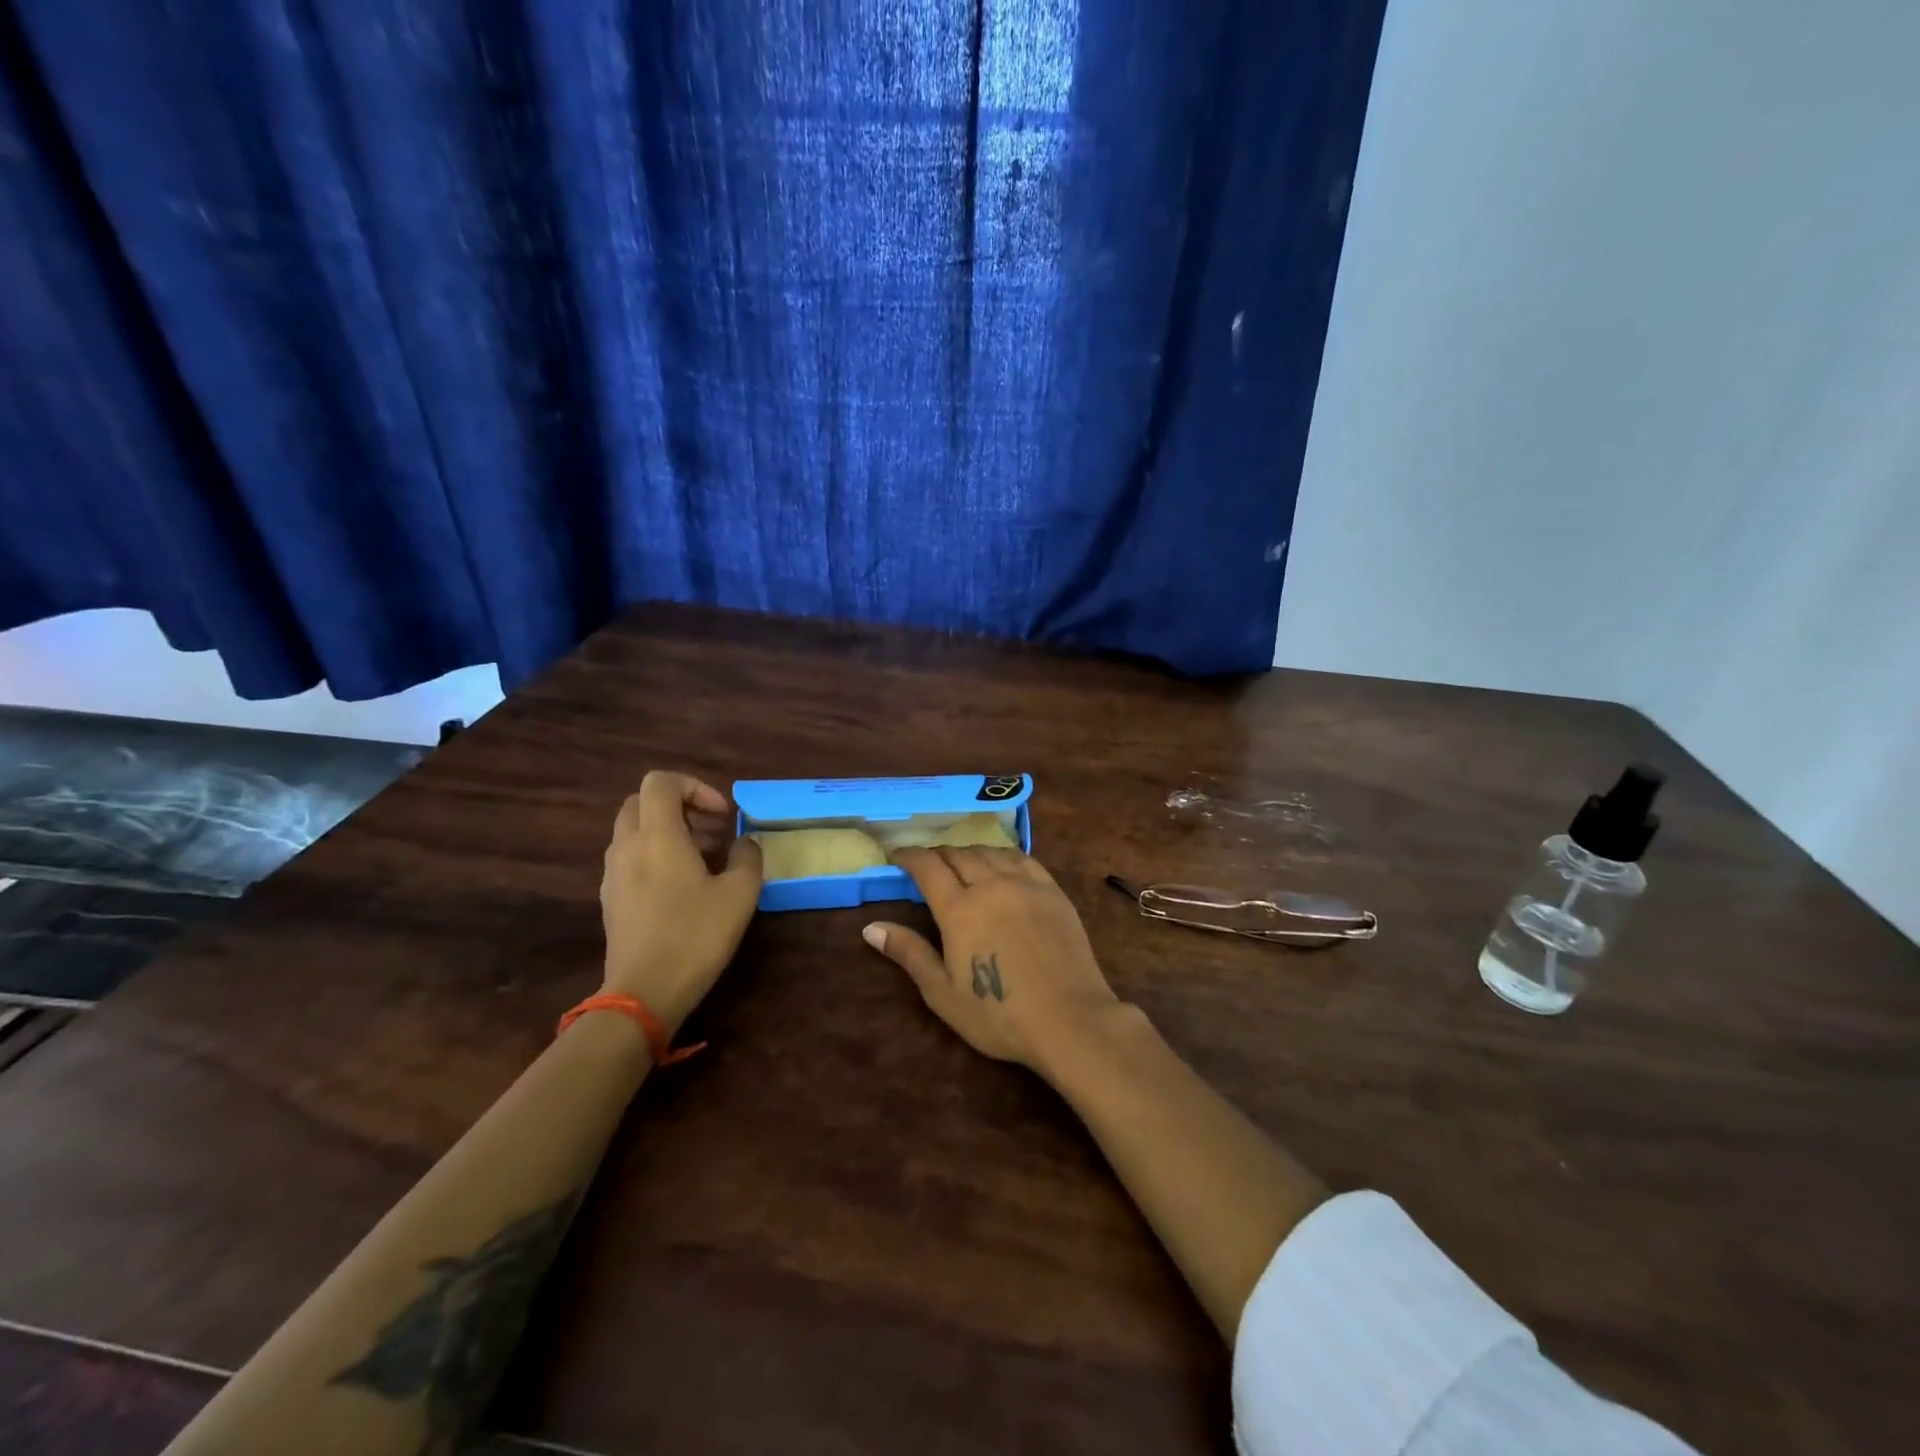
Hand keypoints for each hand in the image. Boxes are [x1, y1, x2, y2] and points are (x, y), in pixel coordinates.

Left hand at [600, 771, 761, 1031]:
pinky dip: (655, 855)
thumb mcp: (739, 894)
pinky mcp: (610, 898)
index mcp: (656, 835)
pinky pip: (630, 857)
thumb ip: (747, 858)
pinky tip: (682, 887)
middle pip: (643, 801)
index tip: (722, 815)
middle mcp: (627, 846)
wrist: (643, 993)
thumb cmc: (695, 936)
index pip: (661, 782)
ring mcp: (613, 873)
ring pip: (635, 830)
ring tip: (704, 860)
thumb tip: (745, 843)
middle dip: (680, 806)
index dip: (695, 786)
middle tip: (713, 831)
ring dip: (668, 831)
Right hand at [863, 847, 1120, 1073]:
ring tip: (961, 862)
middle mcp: (991, 885)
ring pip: (990, 852)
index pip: (928, 867)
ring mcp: (1026, 884)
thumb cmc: (999, 1014)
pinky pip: (1022, 858)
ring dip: (969, 852)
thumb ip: (909, 953)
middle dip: (937, 854)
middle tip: (927, 864)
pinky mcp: (1053, 891)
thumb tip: (871, 928)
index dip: (909, 856)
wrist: (1069, 1019)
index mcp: (959, 909)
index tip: (896, 855)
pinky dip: (1003, 855)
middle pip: (958, 855)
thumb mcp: (943, 993)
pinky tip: (1001, 864)